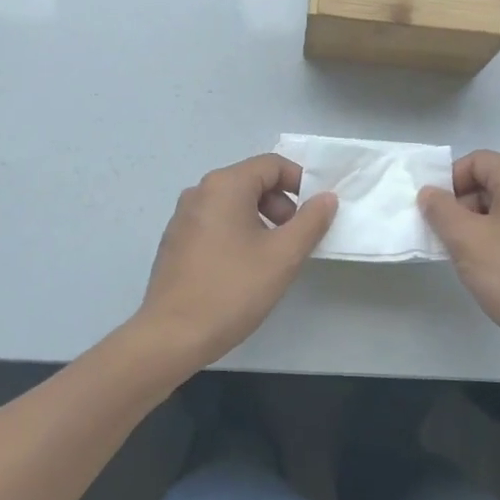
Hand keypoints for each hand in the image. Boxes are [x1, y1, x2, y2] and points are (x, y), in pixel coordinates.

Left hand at [136, 154, 337, 365]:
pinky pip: (215, 223)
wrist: (172, 335)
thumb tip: (326, 198)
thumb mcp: (283, 256)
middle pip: (251, 182)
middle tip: (296, 238)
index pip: (271, 165)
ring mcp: (182, 217)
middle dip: (281, 204)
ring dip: (261, 221)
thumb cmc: (232, 290)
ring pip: (233, 204)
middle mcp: (199, 192)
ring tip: (274, 257)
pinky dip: (237, 233)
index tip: (317, 212)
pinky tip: (244, 269)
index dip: (301, 182)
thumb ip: (311, 222)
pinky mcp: (175, 242)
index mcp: (224, 186)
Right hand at [419, 151, 499, 367]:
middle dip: (460, 204)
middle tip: (443, 236)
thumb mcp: (467, 240)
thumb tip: (430, 193)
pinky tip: (486, 270)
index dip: (449, 179)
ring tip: (462, 256)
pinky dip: (495, 241)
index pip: (478, 160)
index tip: (433, 211)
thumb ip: (441, 211)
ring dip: (475, 226)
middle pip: (490, 183)